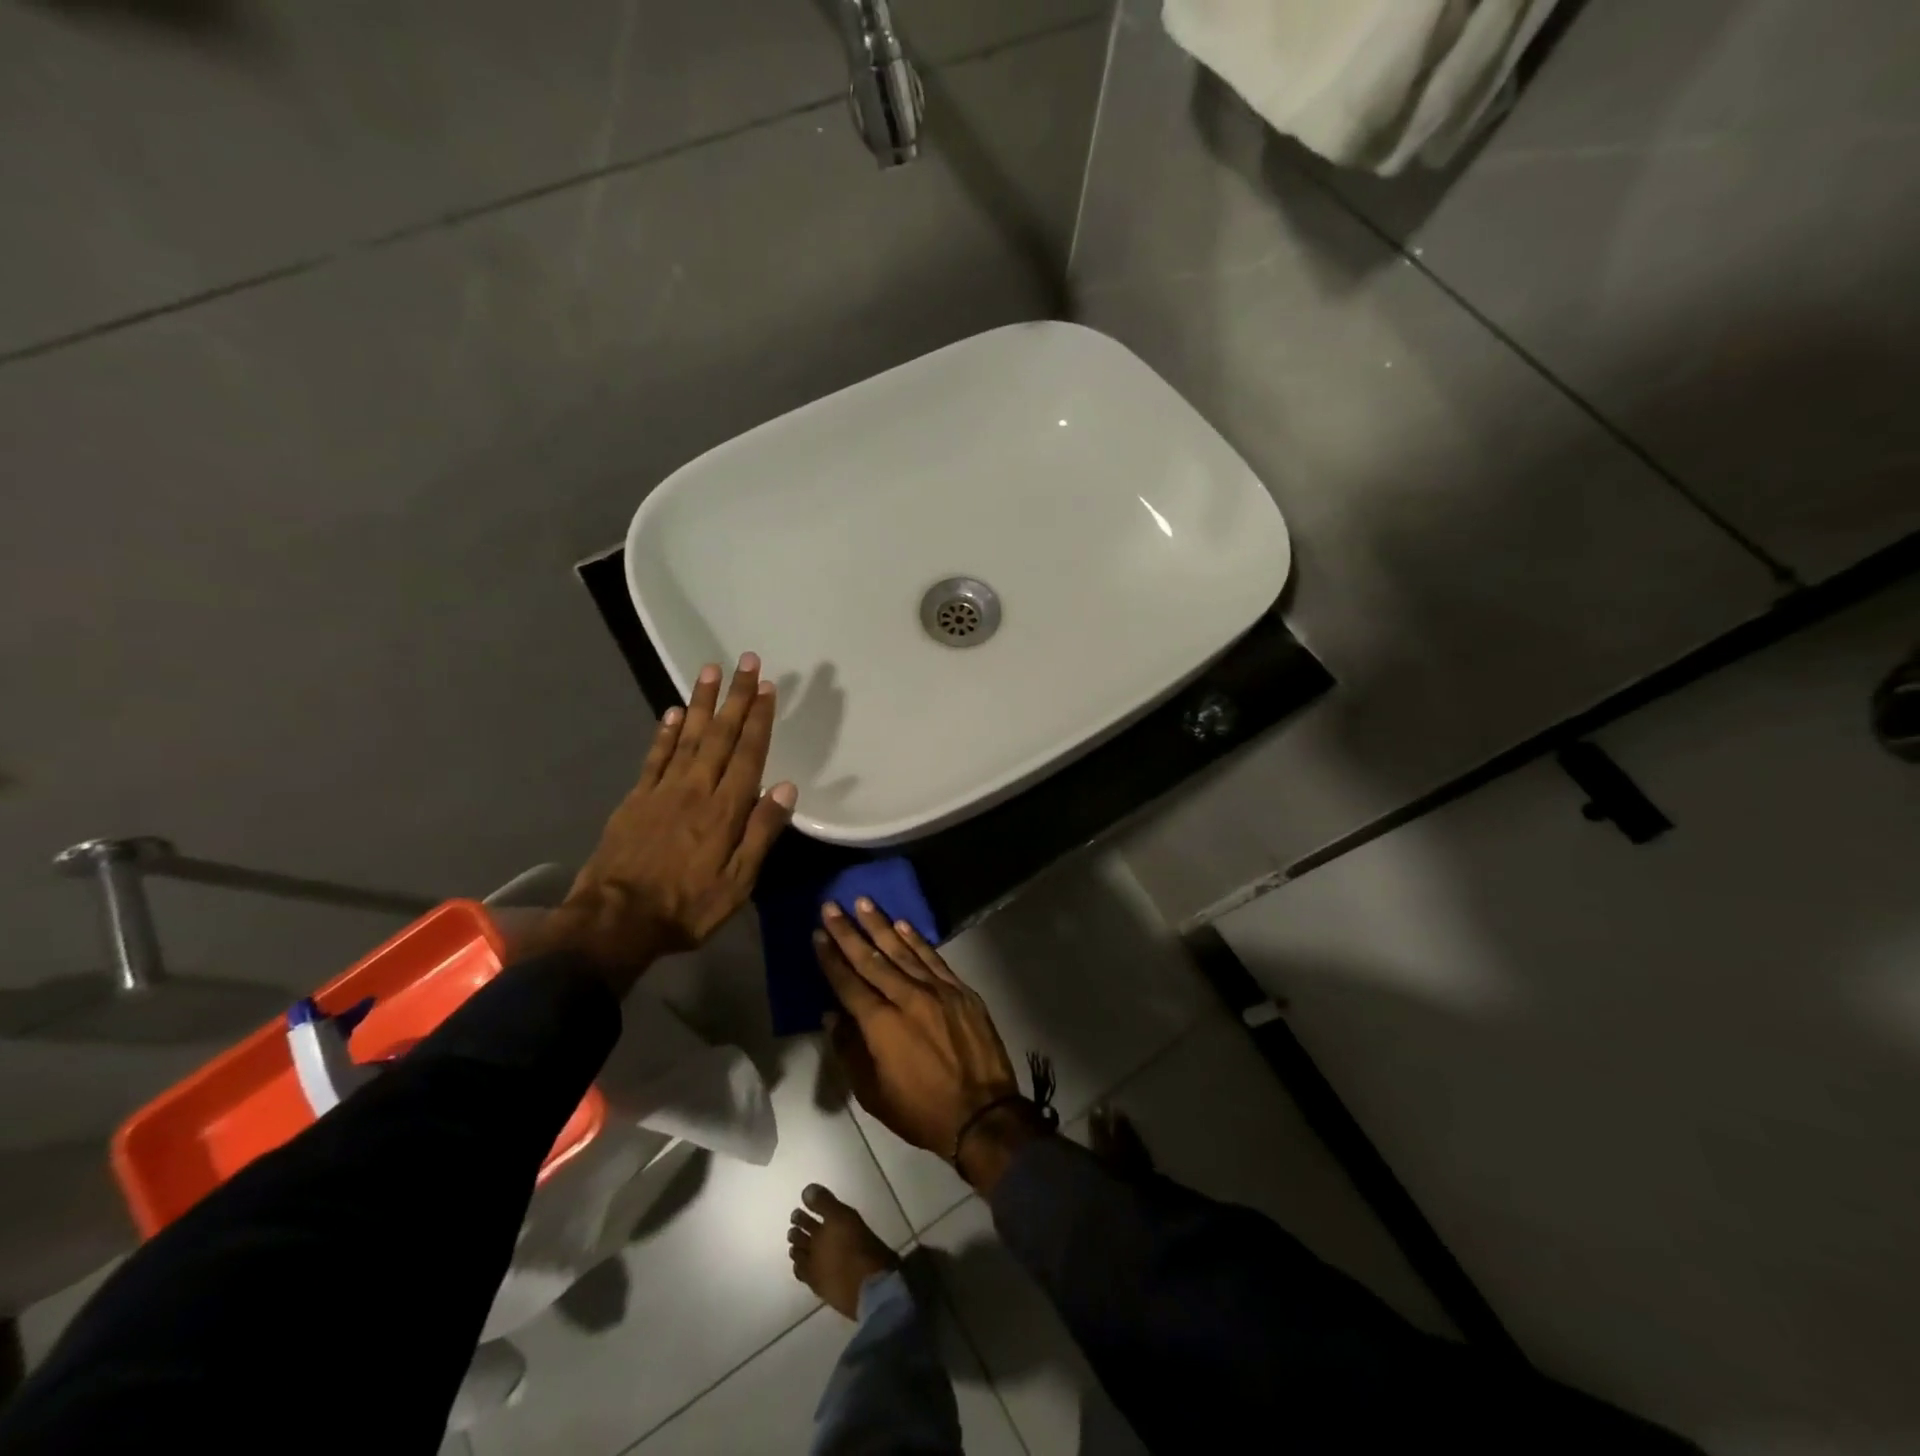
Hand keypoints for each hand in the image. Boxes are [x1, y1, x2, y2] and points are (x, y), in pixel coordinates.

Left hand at [528, 654, 796, 989]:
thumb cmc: (686, 907)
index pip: (748, 754)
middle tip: (747, 661)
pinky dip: (664, 732)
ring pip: (686, 736)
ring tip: (710, 669)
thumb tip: (786, 788)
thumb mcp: (737, 883)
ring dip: (701, 702)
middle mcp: (695, 789)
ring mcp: (662, 791)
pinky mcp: (636, 799)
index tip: (768, 688)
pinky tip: (672, 711)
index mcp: (725, 810)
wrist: (614, 921)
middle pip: (719, 735)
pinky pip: (654, 757)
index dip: (759, 719)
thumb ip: (761, 833)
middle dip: (736, 697)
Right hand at [815, 899, 1042, 1188]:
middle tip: (831, 906)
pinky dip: (917, 940)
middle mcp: (907, 998)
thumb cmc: (922, 1111)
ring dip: (881, 925)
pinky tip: (902, 925)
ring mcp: (937, 990)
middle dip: (848, 932)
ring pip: (903, 950)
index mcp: (881, 1025)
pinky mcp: (960, 991)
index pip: (848, 983)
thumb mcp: (873, 1093)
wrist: (983, 1113)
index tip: (817, 934)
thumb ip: (849, 1051)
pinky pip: (933, 958)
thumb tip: (832, 1015)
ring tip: (864, 902)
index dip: (831, 958)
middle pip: (871, 959)